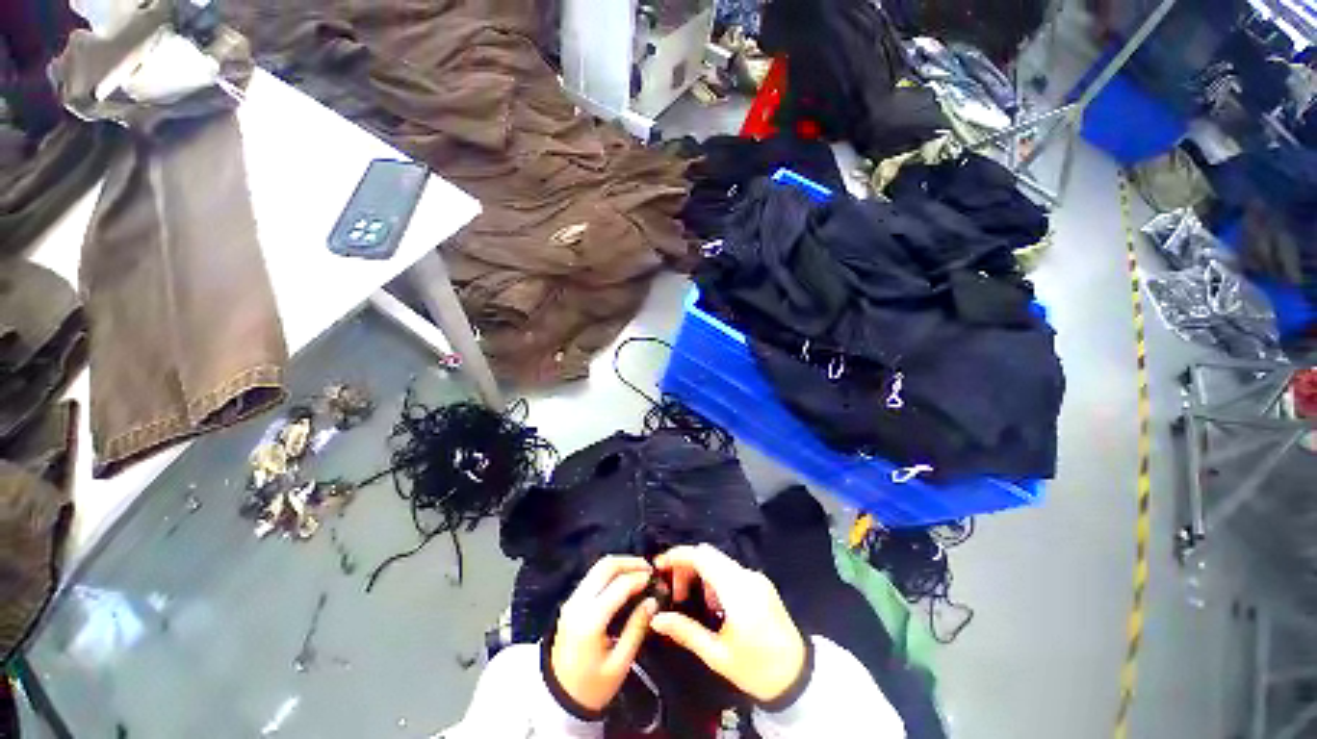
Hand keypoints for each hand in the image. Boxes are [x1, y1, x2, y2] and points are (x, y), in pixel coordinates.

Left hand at [549, 556, 658, 713]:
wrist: (558, 701)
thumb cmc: (592, 687)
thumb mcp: (620, 663)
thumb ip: (637, 628)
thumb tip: (652, 601)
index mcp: (590, 620)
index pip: (619, 585)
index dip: (640, 577)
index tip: (656, 578)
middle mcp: (578, 603)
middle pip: (605, 566)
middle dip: (629, 562)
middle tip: (648, 568)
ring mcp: (571, 601)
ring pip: (597, 568)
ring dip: (620, 564)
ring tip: (639, 572)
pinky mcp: (570, 603)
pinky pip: (592, 577)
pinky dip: (610, 572)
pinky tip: (624, 580)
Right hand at [650, 544, 806, 703]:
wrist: (798, 678)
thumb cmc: (756, 669)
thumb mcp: (717, 655)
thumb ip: (685, 632)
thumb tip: (656, 619)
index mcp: (737, 591)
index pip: (702, 556)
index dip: (677, 555)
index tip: (658, 565)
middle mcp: (747, 576)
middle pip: (709, 554)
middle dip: (685, 564)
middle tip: (672, 588)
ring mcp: (756, 577)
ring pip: (719, 560)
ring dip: (699, 571)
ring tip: (689, 598)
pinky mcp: (761, 583)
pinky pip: (731, 570)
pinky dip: (714, 578)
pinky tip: (712, 603)